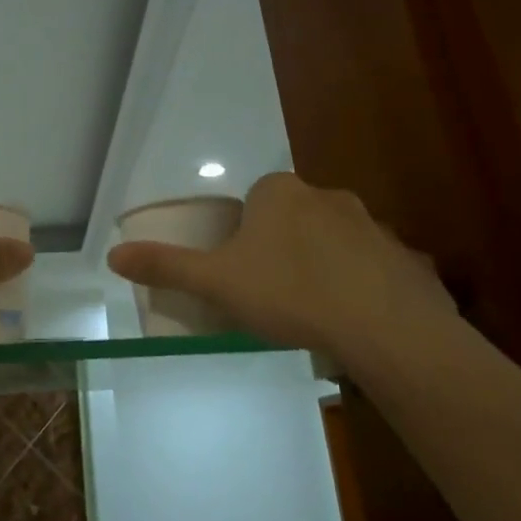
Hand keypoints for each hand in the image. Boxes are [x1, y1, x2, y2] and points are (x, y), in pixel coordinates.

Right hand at [106, 172, 454, 363]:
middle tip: (275, 293)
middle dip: (284, 246)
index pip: (255, 199)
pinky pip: (377, 268)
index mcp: (279, 192)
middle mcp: (327, 196)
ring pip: (337, 241)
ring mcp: (373, 226)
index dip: (245, 233)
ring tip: (317, 312)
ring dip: (326, 265)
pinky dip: (366, 287)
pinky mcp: (407, 258)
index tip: (244, 271)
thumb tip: (112, 255)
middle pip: (295, 217)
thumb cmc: (288, 292)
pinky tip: (358, 322)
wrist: (383, 327)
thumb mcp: (216, 282)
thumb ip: (166, 266)